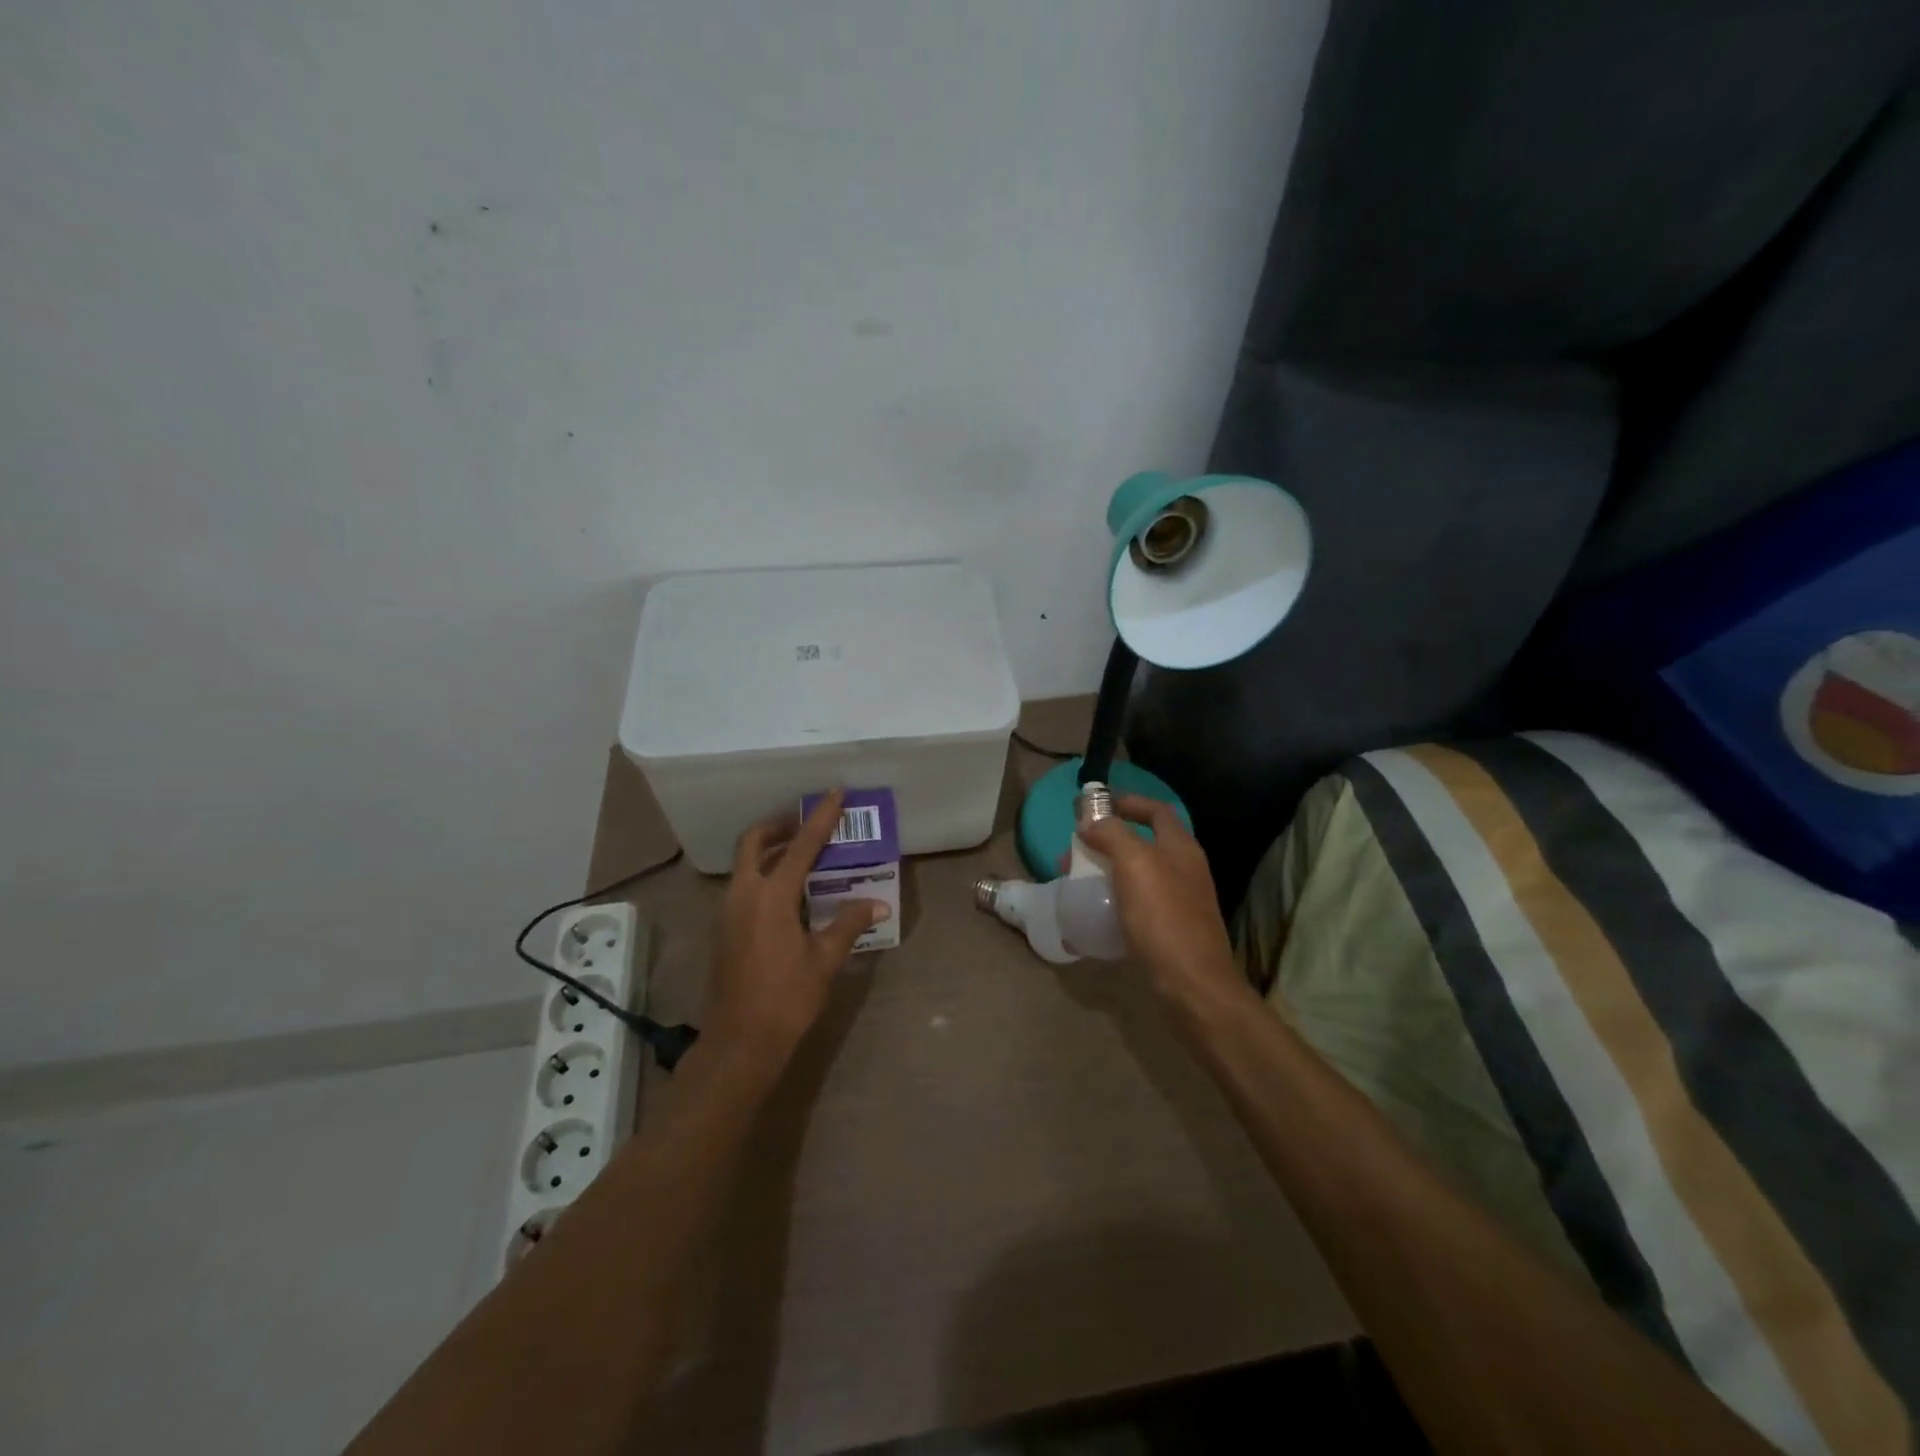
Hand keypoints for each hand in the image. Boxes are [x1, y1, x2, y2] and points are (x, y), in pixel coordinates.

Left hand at [703, 789, 885, 1078]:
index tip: (834, 793)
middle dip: (779, 826)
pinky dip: (763, 874)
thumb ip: (849, 923)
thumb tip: (878, 902)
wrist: (738, 1044)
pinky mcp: (723, 929)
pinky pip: (743, 885)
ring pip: (745, 864)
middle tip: (807, 824)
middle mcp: (743, 895)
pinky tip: (789, 893)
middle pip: (754, 843)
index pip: (800, 846)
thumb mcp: (825, 960)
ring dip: (770, 851)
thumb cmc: (786, 999)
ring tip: (803, 855)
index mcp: (771, 897)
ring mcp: (728, 911)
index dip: (820, 818)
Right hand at [1078, 796, 1248, 1014]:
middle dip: (1108, 841)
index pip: (1156, 811)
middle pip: (1144, 843)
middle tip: (1076, 850)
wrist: (1192, 985)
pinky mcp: (1171, 931)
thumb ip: (1112, 835)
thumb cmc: (1163, 918)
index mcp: (1181, 848)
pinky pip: (1138, 904)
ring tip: (1078, 880)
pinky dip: (1115, 900)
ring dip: (1108, 871)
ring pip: (1139, 875)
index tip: (1094, 806)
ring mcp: (1180, 902)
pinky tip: (1096, 913)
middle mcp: (1185, 870)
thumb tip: (1090, 820)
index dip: (1127, 802)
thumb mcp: (1135, 865)